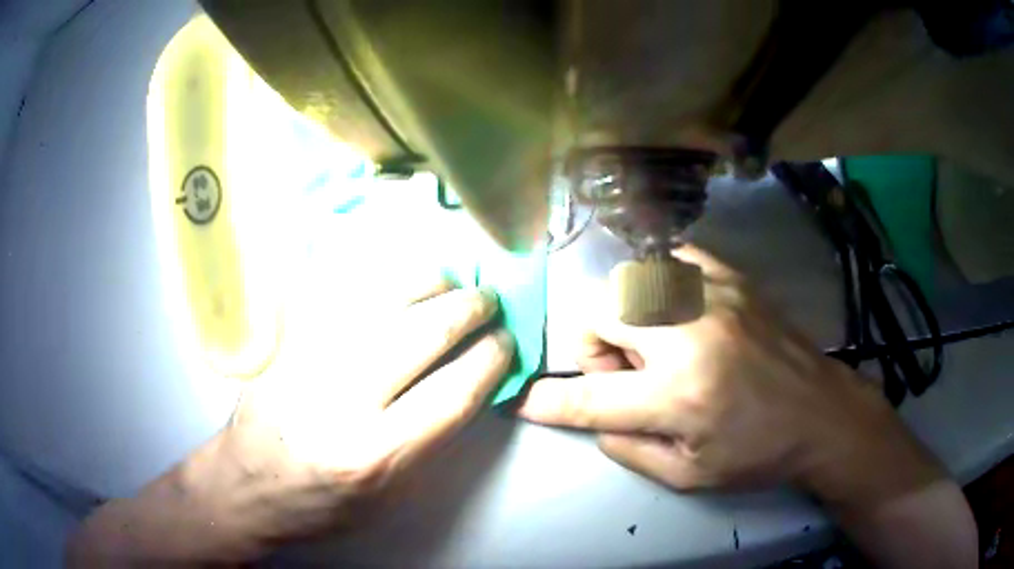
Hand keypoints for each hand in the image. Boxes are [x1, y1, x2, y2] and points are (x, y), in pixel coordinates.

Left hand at [68, 279, 513, 563]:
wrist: (250, 485)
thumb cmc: (325, 503)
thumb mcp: (392, 496)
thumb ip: (436, 439)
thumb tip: (474, 380)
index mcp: (373, 455)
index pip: (453, 391)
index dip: (491, 359)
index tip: (505, 343)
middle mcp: (337, 401)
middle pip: (422, 334)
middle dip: (468, 310)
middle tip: (486, 303)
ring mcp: (304, 359)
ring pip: (381, 298)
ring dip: (428, 282)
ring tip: (449, 284)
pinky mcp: (283, 339)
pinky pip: (336, 288)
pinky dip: (379, 275)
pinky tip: (399, 277)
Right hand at [520, 246, 942, 510]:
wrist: (822, 412)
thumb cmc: (758, 454)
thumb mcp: (687, 475)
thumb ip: (627, 447)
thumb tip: (592, 417)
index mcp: (680, 394)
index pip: (589, 397)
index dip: (545, 400)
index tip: (520, 399)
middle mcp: (690, 334)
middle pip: (598, 311)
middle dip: (591, 345)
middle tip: (625, 373)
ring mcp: (713, 295)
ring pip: (630, 280)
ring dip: (626, 317)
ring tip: (659, 346)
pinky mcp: (732, 278)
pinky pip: (671, 263)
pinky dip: (660, 288)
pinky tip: (681, 316)